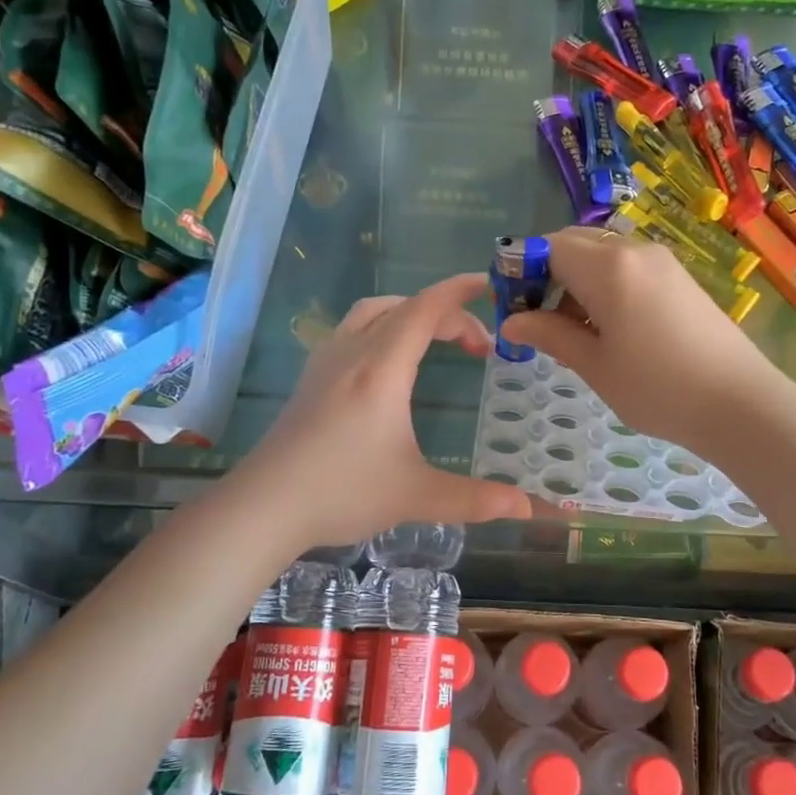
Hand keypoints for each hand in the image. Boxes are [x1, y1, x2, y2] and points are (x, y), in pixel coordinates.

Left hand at [239, 273, 532, 548]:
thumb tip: (530, 508)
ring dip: (410, 313)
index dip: (461, 291)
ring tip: (436, 340)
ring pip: (372, 312)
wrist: (264, 506)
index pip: (426, 309)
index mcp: (382, 369)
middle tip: (478, 347)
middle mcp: (353, 353)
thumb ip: (476, 498)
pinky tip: (388, 364)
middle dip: (447, 313)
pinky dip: (383, 327)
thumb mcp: (417, 496)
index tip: (492, 286)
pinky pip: (352, 330)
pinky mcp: (310, 378)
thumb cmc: (342, 493)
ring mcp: (326, 362)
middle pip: (404, 307)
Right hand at [498, 226, 778, 453]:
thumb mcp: (594, 365)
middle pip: (574, 243)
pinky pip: (627, 266)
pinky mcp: (678, 277)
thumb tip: (511, 323)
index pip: (547, 247)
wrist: (740, 404)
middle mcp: (634, 250)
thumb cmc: (658, 388)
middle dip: (546, 273)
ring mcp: (661, 261)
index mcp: (608, 267)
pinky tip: (606, 326)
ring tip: (571, 330)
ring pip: (601, 255)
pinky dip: (603, 284)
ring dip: (575, 280)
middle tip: (537, 320)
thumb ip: (549, 334)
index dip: (521, 271)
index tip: (510, 306)